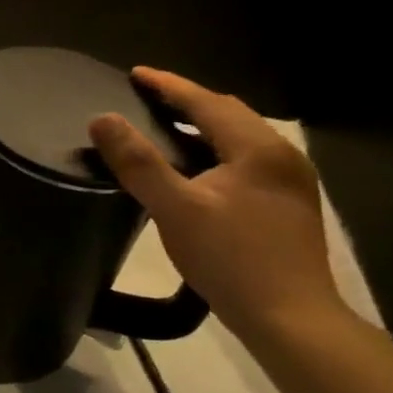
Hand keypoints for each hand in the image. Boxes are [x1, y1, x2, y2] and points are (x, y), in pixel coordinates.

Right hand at [87, 67, 347, 340]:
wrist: (291, 318)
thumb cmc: (231, 258)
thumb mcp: (174, 208)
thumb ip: (137, 162)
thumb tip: (101, 118)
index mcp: (257, 150)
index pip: (207, 102)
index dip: (168, 86)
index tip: (134, 74)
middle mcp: (282, 156)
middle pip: (229, 114)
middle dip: (186, 101)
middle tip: (146, 97)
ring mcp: (290, 181)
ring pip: (239, 137)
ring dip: (201, 126)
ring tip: (163, 127)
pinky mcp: (287, 204)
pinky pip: (244, 158)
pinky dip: (213, 148)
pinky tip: (194, 166)